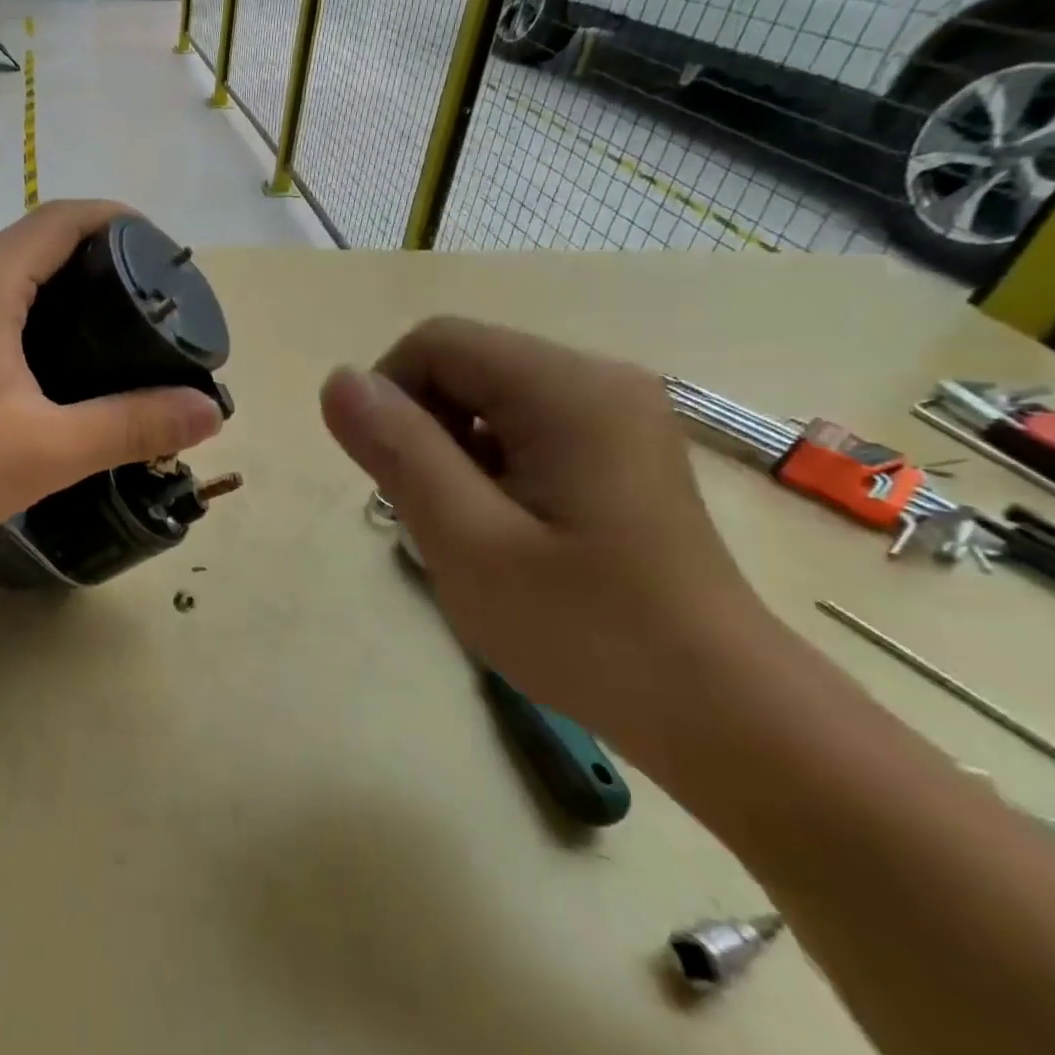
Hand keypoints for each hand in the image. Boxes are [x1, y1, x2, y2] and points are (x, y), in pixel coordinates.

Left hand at [0, 201, 223, 576]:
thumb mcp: (52, 449)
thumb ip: (134, 425)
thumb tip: (209, 412)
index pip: (61, 218)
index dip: (116, 220)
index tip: (159, 249)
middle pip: (29, 239)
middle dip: (89, 256)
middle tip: (139, 300)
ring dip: (48, 282)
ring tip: (96, 326)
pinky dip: (12, 306)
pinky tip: (33, 354)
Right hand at [320, 318, 771, 743]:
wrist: (717, 712)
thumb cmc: (585, 630)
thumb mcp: (468, 542)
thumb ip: (400, 452)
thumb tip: (337, 380)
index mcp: (568, 389)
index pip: (436, 342)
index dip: (389, 398)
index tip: (393, 480)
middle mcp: (597, 380)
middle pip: (462, 364)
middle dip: (421, 430)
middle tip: (432, 515)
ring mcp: (614, 415)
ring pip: (484, 398)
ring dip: (450, 453)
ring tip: (470, 529)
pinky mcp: (615, 450)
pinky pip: (518, 428)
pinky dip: (486, 467)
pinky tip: (506, 530)